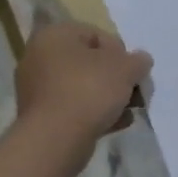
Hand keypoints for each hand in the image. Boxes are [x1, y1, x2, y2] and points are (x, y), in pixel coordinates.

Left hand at [14, 22, 151, 159]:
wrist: (54, 141)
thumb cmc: (88, 90)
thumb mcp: (125, 68)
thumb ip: (138, 61)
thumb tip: (141, 61)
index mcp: (55, 35)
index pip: (96, 34)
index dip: (120, 52)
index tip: (132, 71)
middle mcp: (39, 57)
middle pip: (89, 62)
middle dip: (115, 78)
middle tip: (134, 92)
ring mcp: (36, 89)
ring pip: (81, 87)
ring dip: (107, 97)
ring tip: (129, 112)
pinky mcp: (39, 118)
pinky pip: (72, 108)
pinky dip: (93, 114)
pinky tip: (116, 125)